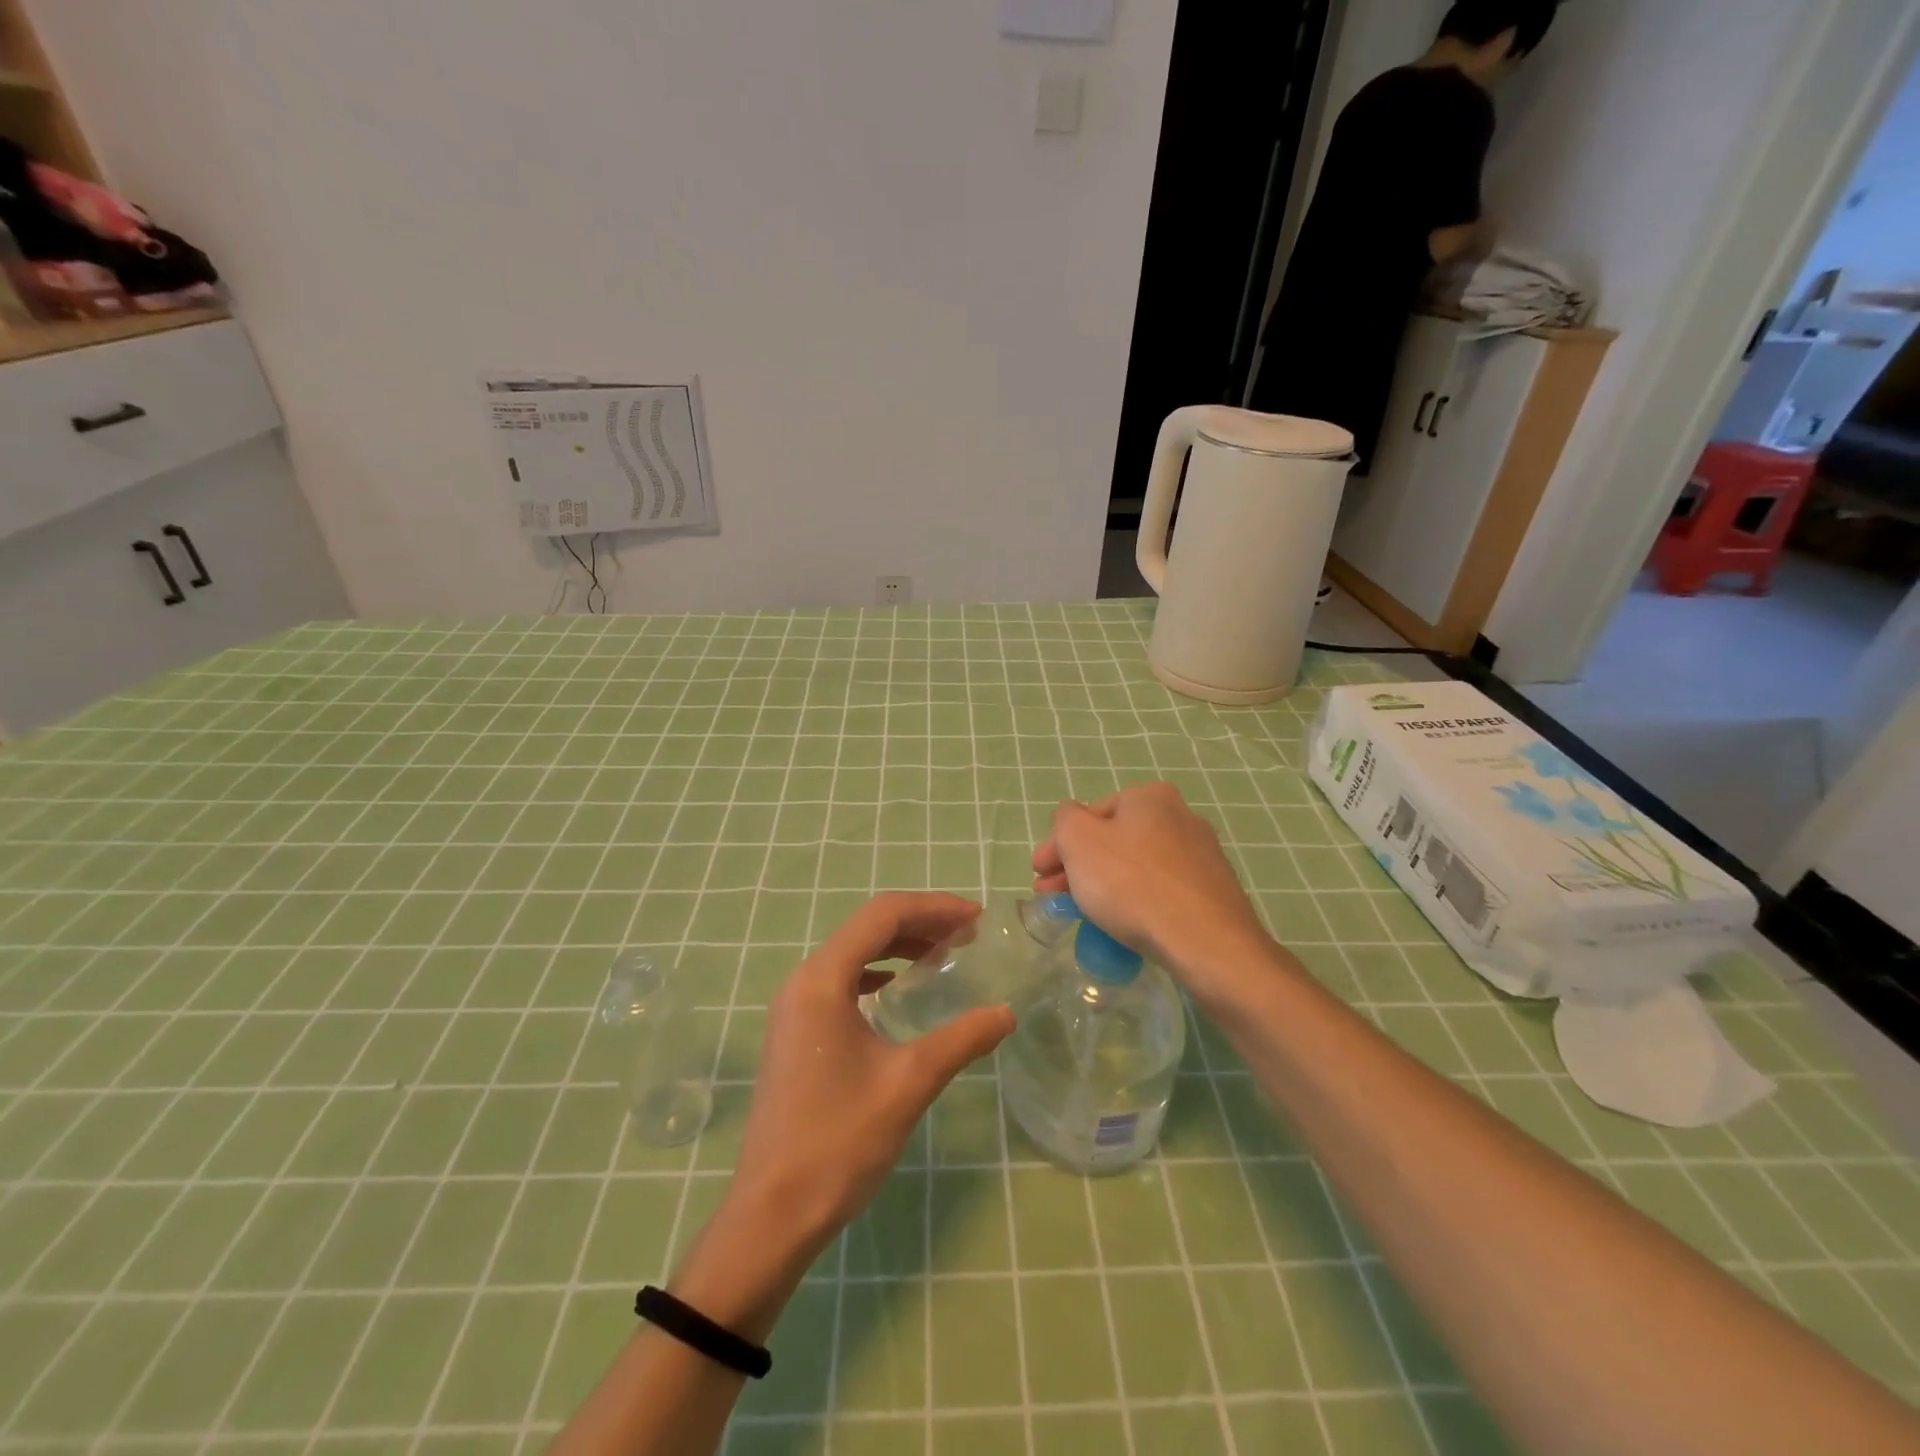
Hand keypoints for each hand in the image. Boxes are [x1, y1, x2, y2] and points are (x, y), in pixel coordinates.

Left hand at [727, 893, 1015, 1256]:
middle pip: (866, 928)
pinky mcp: (794, 1031)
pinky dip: (876, 973)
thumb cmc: (839, 1141)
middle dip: (919, 923)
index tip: (976, 917)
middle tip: (967, 934)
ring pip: (852, 953)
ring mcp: (793, 1006)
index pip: (882, 916)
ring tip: (943, 954)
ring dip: (898, 946)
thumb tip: (1006, 1013)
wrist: (772, 1213)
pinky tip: (899, 990)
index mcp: (822, 980)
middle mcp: (802, 980)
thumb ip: (961, 1040)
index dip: (933, 908)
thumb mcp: (909, 1084)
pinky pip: (840, 981)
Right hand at [1033, 783, 1276, 1001]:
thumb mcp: (1079, 841)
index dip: (1057, 845)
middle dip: (1078, 868)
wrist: (1206, 943)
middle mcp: (1181, 817)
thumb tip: (1072, 818)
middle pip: (1113, 841)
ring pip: (1135, 866)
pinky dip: (1135, 902)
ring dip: (1103, 885)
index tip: (1038, 875)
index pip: (1090, 814)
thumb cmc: (1132, 884)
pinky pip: (1160, 891)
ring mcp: (1202, 856)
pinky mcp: (1213, 892)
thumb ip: (1065, 819)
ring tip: (1082, 915)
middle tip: (1052, 898)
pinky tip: (1123, 926)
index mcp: (1150, 797)